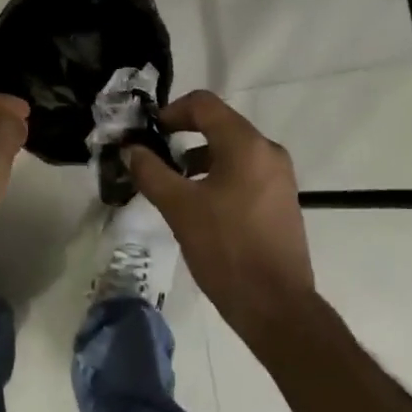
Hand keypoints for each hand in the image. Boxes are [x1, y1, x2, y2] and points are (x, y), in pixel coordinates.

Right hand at [126, 91, 316, 341]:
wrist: (277, 307)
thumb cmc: (227, 249)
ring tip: (172, 185)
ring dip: (199, 159)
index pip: (204, 104)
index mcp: (246, 144)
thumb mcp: (180, 208)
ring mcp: (279, 178)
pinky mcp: (281, 201)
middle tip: (154, 157)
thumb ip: (151, 172)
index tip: (149, 133)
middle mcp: (267, 152)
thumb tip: (131, 149)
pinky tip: (199, 206)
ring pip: (231, 152)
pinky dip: (218, 177)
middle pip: (219, 125)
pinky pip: (244, 173)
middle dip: (183, 137)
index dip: (171, 111)